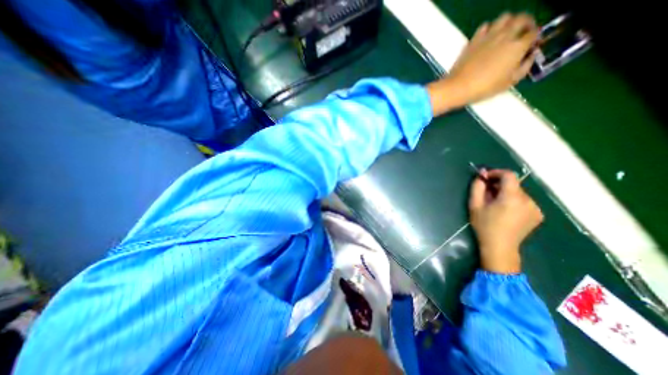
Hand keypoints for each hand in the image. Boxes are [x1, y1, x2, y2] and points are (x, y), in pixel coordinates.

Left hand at [427, 12, 541, 115]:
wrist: (458, 87)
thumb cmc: (484, 88)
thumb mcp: (509, 83)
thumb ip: (524, 67)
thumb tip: (530, 57)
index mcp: (518, 46)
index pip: (534, 33)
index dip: (535, 39)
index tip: (531, 46)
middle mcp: (506, 36)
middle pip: (523, 19)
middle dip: (527, 24)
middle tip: (523, 35)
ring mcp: (488, 36)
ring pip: (505, 17)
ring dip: (509, 22)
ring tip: (506, 33)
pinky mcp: (474, 40)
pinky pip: (485, 26)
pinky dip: (490, 28)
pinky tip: (487, 38)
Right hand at [466, 170, 544, 272]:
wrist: (500, 247)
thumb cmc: (484, 225)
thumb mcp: (475, 205)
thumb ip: (477, 187)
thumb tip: (481, 175)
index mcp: (512, 197)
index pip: (509, 175)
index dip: (496, 173)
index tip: (485, 178)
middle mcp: (528, 200)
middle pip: (513, 184)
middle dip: (499, 185)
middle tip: (486, 193)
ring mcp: (536, 208)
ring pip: (518, 193)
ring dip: (506, 193)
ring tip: (495, 204)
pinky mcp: (538, 215)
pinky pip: (524, 201)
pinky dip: (514, 201)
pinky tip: (505, 211)